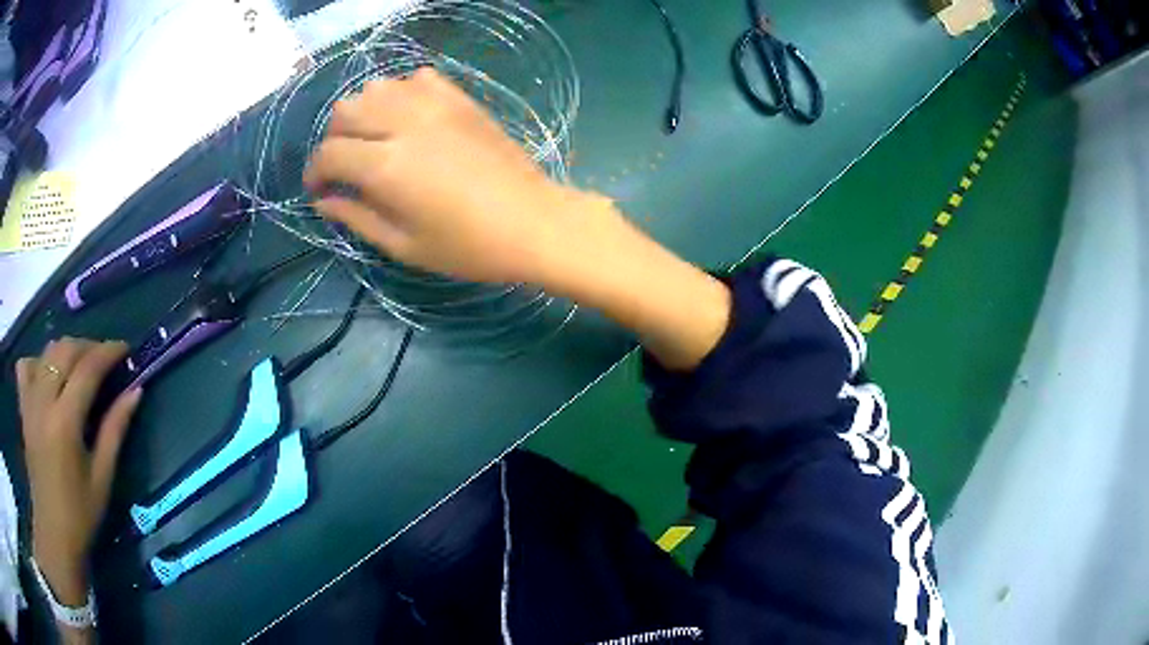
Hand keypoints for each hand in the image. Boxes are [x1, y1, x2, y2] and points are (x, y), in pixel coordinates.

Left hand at [15, 339, 142, 605]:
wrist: (53, 533)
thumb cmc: (81, 514)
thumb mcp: (102, 478)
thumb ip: (115, 430)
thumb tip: (135, 392)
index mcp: (65, 421)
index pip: (88, 369)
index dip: (108, 352)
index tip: (126, 348)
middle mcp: (44, 401)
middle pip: (65, 350)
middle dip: (88, 346)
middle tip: (105, 359)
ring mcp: (30, 401)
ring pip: (47, 352)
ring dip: (66, 350)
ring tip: (80, 365)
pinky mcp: (23, 406)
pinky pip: (26, 365)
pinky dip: (38, 361)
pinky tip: (47, 375)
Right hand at [305, 68, 729, 369]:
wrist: (534, 222)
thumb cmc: (468, 246)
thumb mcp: (404, 245)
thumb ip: (356, 217)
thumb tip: (323, 201)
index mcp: (386, 165)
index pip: (329, 153)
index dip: (314, 172)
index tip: (318, 189)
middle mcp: (404, 123)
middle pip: (346, 110)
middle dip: (334, 138)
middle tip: (345, 165)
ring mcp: (435, 105)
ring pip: (377, 87)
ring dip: (364, 111)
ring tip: (373, 138)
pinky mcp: (460, 99)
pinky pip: (417, 79)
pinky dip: (401, 93)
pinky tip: (408, 117)